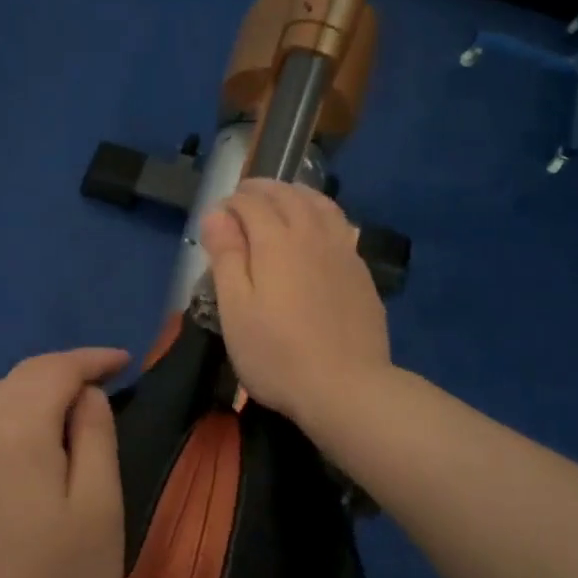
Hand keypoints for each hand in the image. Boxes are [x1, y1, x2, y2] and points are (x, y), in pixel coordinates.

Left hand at [0, 348, 130, 577]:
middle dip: (62, 371)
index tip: (124, 362)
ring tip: (68, 410)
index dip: (91, 359)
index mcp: (16, 434)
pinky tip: (26, 450)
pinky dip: (8, 422)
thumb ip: (95, 436)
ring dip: (33, 393)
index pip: (54, 370)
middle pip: (20, 378)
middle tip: (101, 382)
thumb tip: (86, 394)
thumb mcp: (100, 505)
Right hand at [200, 179, 391, 431]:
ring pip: (320, 204)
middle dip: (262, 190)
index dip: (231, 203)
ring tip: (282, 200)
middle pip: (288, 195)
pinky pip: (340, 225)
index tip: (217, 216)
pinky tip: (317, 230)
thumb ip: (226, 257)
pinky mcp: (361, 272)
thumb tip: (216, 214)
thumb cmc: (277, 354)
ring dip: (296, 194)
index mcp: (276, 241)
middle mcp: (312, 235)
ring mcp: (343, 251)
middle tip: (244, 197)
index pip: (251, 203)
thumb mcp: (235, 310)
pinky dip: (321, 214)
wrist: (346, 388)